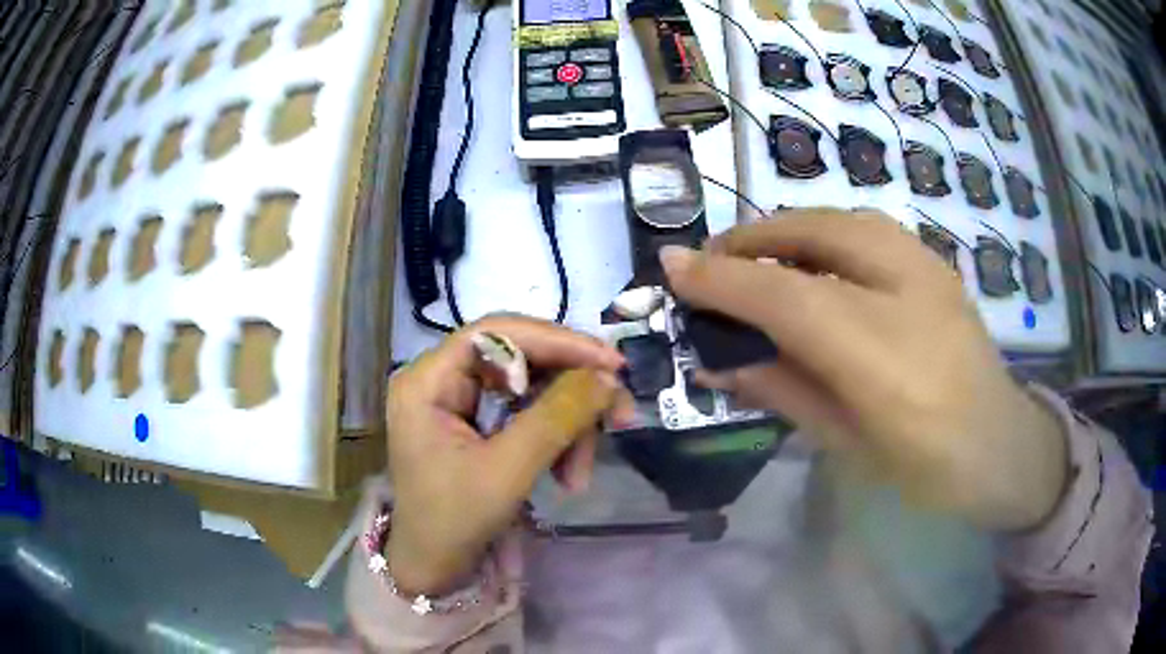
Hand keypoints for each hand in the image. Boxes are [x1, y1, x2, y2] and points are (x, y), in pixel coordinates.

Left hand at [385, 315, 630, 594]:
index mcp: (428, 380)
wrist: (434, 567)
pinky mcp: (476, 423)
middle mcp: (441, 378)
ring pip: (532, 389)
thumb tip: (608, 378)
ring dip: (568, 427)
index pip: (498, 333)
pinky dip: (555, 440)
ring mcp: (459, 401)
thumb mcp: (508, 470)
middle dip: (572, 393)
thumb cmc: (455, 521)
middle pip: (521, 359)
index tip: (610, 364)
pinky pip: (528, 414)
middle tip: (620, 415)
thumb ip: (558, 417)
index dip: (558, 341)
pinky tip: (568, 475)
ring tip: (581, 474)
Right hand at [661, 209, 1068, 531]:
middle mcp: (900, 284)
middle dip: (747, 243)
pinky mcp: (932, 259)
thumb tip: (717, 360)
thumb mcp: (844, 442)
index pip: (777, 292)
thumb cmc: (923, 463)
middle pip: (803, 235)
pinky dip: (821, 235)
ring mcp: (922, 262)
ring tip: (755, 262)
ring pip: (833, 219)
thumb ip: (780, 389)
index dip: (718, 277)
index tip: (671, 267)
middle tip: (711, 267)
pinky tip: (813, 264)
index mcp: (875, 347)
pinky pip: (862, 228)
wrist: (1001, 446)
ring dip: (782, 233)